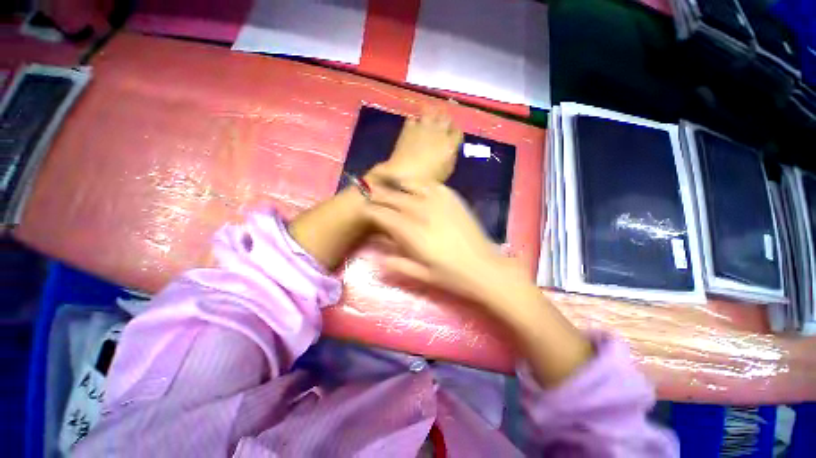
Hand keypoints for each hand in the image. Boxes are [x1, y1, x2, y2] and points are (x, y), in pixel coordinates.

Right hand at [364, 179, 524, 303]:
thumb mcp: (422, 275)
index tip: (363, 208)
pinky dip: (417, 182)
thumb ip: (397, 264)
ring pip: (410, 185)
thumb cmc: (452, 276)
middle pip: (394, 197)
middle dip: (378, 194)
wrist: (485, 267)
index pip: (384, 216)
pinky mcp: (452, 198)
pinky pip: (430, 184)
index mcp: (413, 233)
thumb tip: (377, 257)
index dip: (371, 210)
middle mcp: (423, 212)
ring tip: (386, 180)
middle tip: (367, 190)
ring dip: (395, 183)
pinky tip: (413, 184)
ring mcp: (439, 202)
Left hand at [375, 105, 463, 182]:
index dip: (455, 132)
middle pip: (446, 118)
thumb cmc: (429, 179)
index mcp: (450, 143)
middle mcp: (439, 131)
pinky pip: (414, 118)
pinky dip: (415, 121)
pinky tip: (414, 126)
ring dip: (431, 114)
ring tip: (429, 118)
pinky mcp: (409, 128)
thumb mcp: (446, 171)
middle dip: (445, 120)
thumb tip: (451, 149)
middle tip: (442, 124)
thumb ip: (451, 157)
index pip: (457, 131)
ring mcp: (423, 127)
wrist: (405, 176)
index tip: (452, 136)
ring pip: (431, 111)